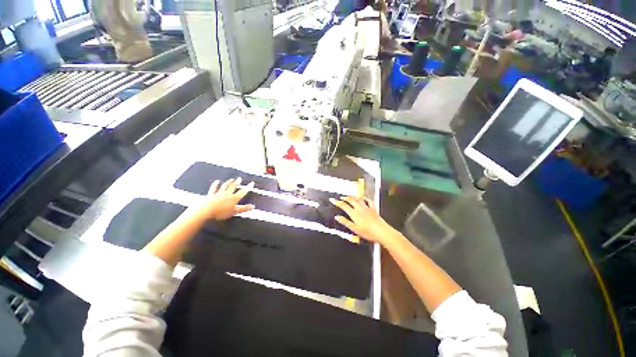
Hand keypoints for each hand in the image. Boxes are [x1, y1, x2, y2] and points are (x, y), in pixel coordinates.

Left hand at [194, 178, 254, 220]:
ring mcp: (219, 193)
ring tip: (231, 179)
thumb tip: (253, 206)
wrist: (206, 210)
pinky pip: (214, 188)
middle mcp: (227, 194)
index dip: (248, 187)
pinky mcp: (211, 195)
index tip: (252, 183)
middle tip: (240, 178)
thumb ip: (244, 208)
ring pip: (225, 186)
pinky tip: (217, 181)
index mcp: (234, 198)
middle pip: (233, 187)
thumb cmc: (221, 212)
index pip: (243, 192)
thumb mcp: (234, 211)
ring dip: (228, 182)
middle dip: (237, 183)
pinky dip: (215, 185)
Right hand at [330, 196, 397, 244]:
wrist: (381, 231)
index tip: (332, 199)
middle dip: (345, 198)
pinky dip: (365, 198)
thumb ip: (345, 222)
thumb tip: (337, 217)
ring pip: (359, 199)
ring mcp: (367, 207)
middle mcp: (360, 208)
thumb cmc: (367, 232)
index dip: (337, 202)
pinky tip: (364, 198)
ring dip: (353, 197)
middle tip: (340, 197)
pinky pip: (369, 201)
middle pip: (351, 200)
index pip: (344, 206)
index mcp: (354, 214)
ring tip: (350, 196)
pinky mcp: (373, 209)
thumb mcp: (354, 229)